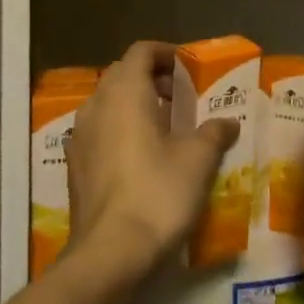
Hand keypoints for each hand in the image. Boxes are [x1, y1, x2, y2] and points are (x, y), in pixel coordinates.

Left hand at [66, 41, 238, 281]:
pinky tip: (141, 157)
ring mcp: (80, 136)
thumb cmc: (158, 192)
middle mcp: (96, 105)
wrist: (110, 252)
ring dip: (134, 104)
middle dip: (151, 78)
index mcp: (125, 92)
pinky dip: (119, 129)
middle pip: (122, 74)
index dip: (166, 53)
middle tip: (180, 97)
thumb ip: (214, 132)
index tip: (187, 69)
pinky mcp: (75, 165)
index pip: (141, 51)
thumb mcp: (198, 159)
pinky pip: (98, 130)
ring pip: (107, 103)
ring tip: (164, 127)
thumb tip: (228, 122)